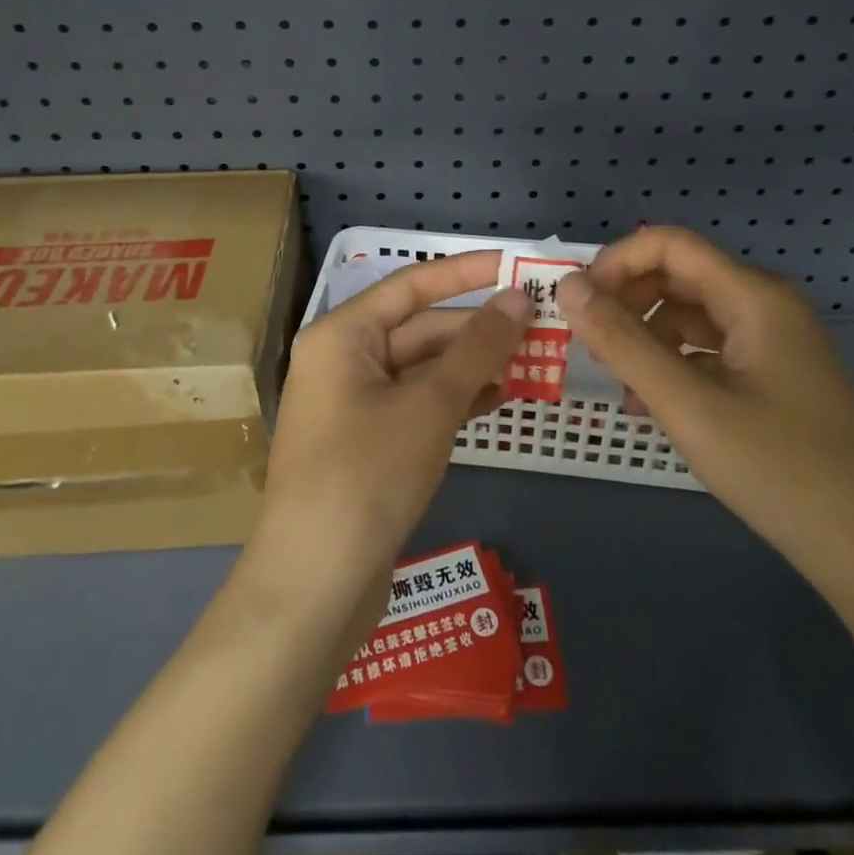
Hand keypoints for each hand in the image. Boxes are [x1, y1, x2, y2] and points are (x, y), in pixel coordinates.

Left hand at [245, 252, 533, 620]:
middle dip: (478, 329)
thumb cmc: (366, 476)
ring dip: (473, 365)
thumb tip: (519, 297)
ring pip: (423, 368)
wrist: (313, 589)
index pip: (412, 285)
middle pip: (420, 328)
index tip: (518, 266)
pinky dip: (456, 399)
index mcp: (341, 335)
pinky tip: (498, 400)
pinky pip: (418, 403)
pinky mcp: (368, 442)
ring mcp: (353, 403)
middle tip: (541, 326)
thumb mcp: (430, 406)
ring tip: (531, 363)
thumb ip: (477, 348)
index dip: (467, 272)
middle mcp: (342, 360)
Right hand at [557, 227, 853, 586]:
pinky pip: (712, 350)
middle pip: (680, 276)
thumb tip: (568, 286)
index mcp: (754, 295)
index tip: (579, 304)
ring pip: (693, 315)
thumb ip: (621, 340)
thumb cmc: (777, 468)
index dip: (616, 262)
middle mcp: (767, 305)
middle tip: (590, 345)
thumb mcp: (686, 403)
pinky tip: (653, 405)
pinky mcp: (777, 377)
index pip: (669, 244)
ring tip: (619, 382)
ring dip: (648, 336)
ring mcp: (776, 342)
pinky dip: (675, 364)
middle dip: (628, 301)